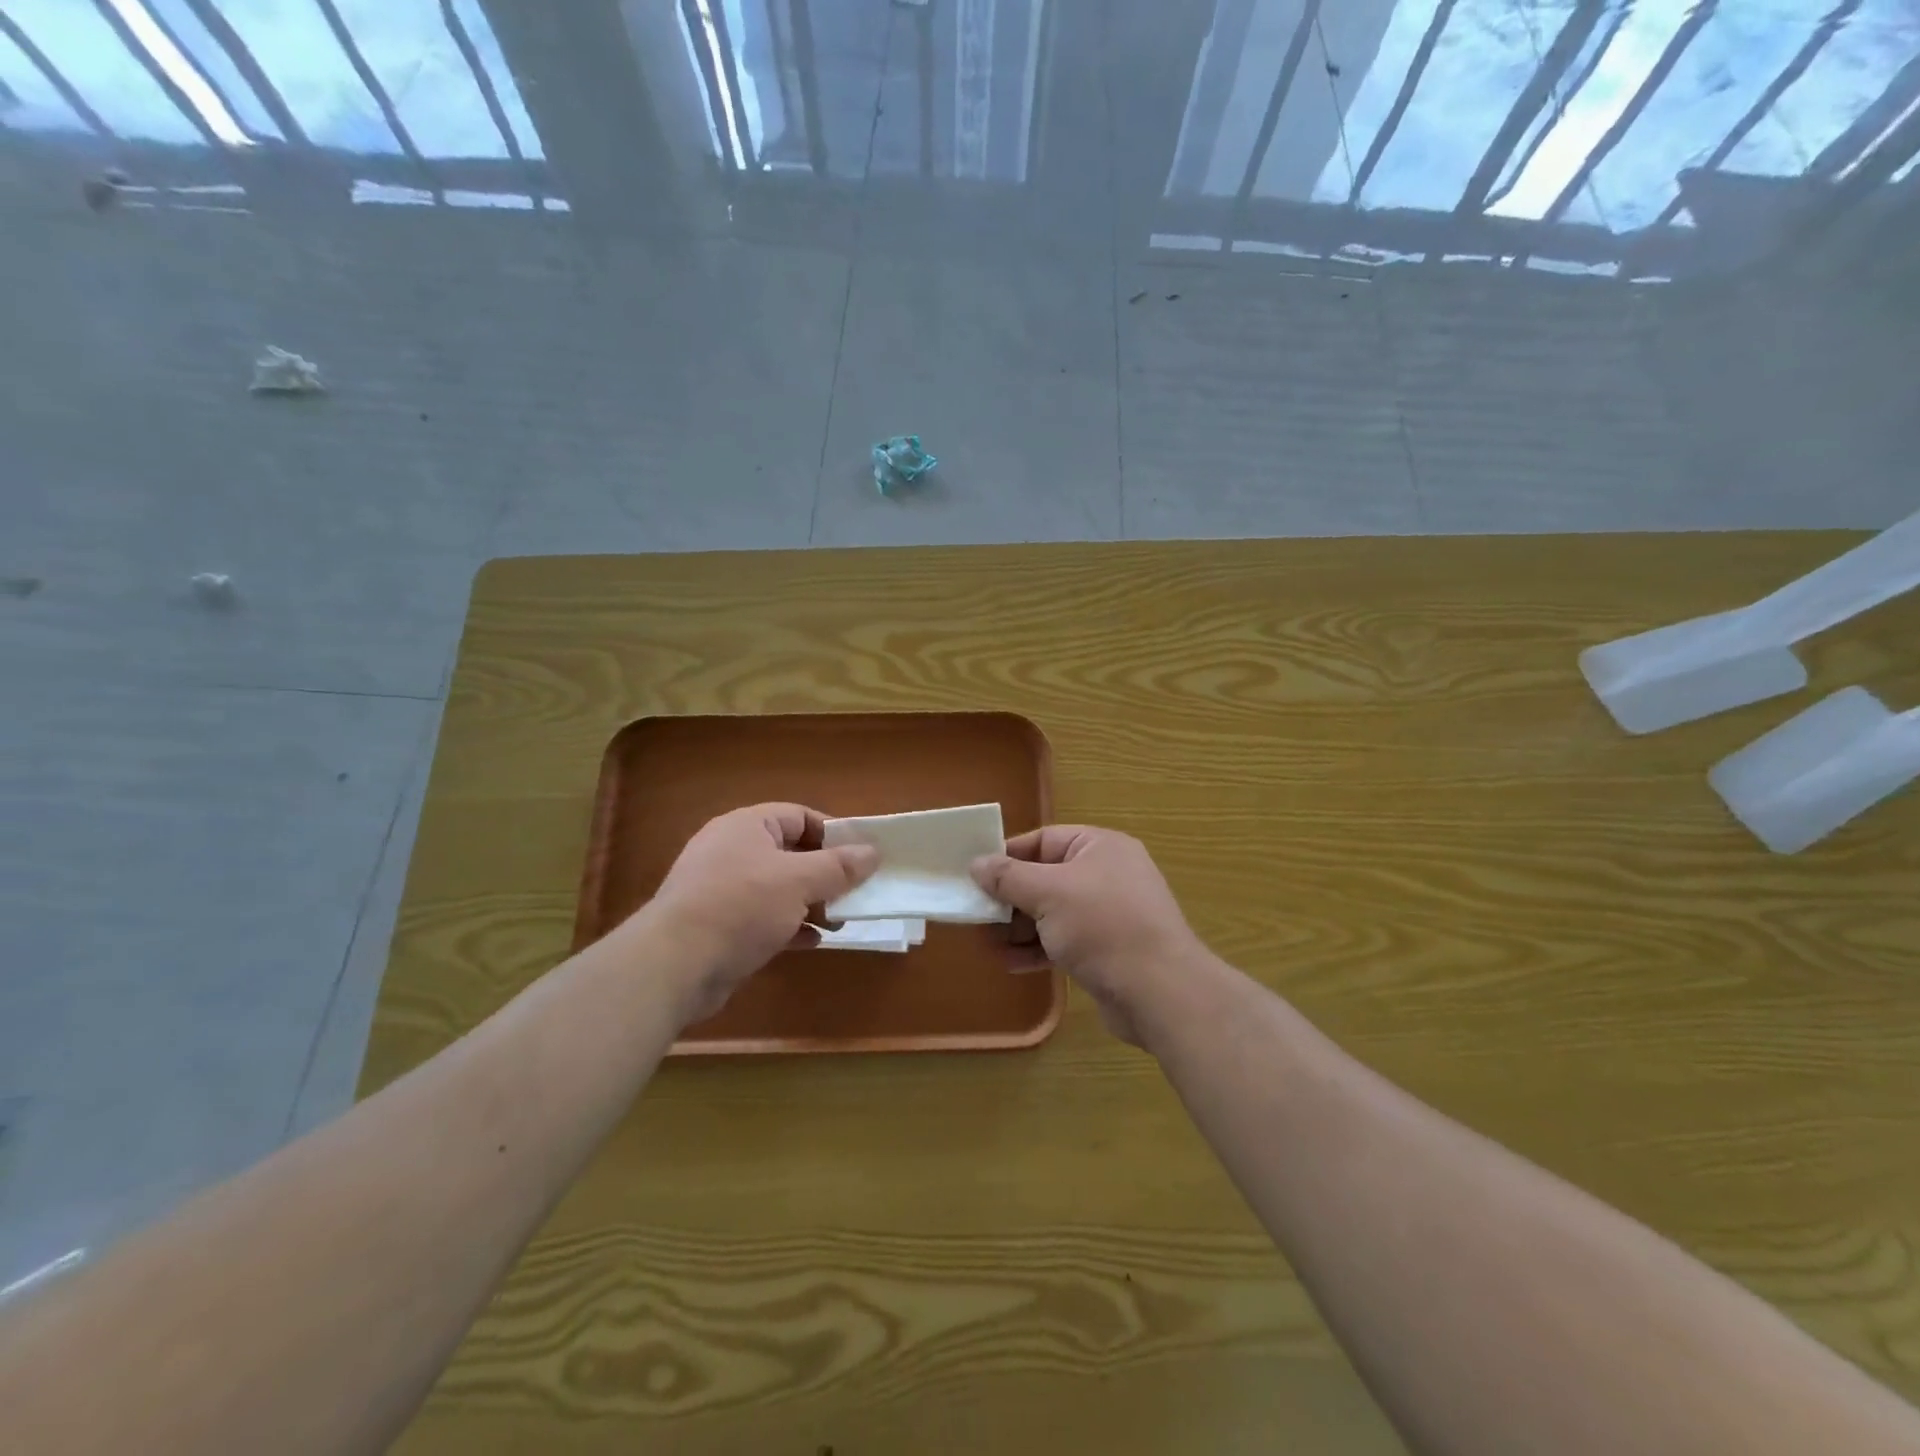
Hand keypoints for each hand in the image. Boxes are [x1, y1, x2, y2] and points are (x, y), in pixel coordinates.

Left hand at [644, 803, 877, 1024]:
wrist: (674, 966)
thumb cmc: (740, 907)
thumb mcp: (798, 882)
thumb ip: (838, 867)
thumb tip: (873, 852)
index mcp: (747, 826)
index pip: (799, 816)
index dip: (833, 834)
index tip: (861, 857)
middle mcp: (732, 850)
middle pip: (791, 853)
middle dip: (825, 874)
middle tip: (854, 893)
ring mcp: (722, 889)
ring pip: (779, 888)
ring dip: (811, 903)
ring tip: (838, 921)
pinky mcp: (718, 924)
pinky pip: (763, 917)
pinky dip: (788, 925)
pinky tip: (810, 941)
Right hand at [971, 826, 1206, 1045]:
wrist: (1160, 992)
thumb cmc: (1102, 926)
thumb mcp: (1048, 893)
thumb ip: (1008, 877)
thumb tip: (977, 863)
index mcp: (1099, 847)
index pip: (1043, 840)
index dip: (1008, 856)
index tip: (975, 875)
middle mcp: (1106, 874)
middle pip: (1044, 878)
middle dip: (1009, 899)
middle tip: (977, 916)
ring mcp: (1108, 914)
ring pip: (1052, 913)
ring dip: (1019, 928)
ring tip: (988, 944)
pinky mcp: (1107, 950)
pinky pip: (1064, 941)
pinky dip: (1038, 949)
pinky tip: (1011, 964)